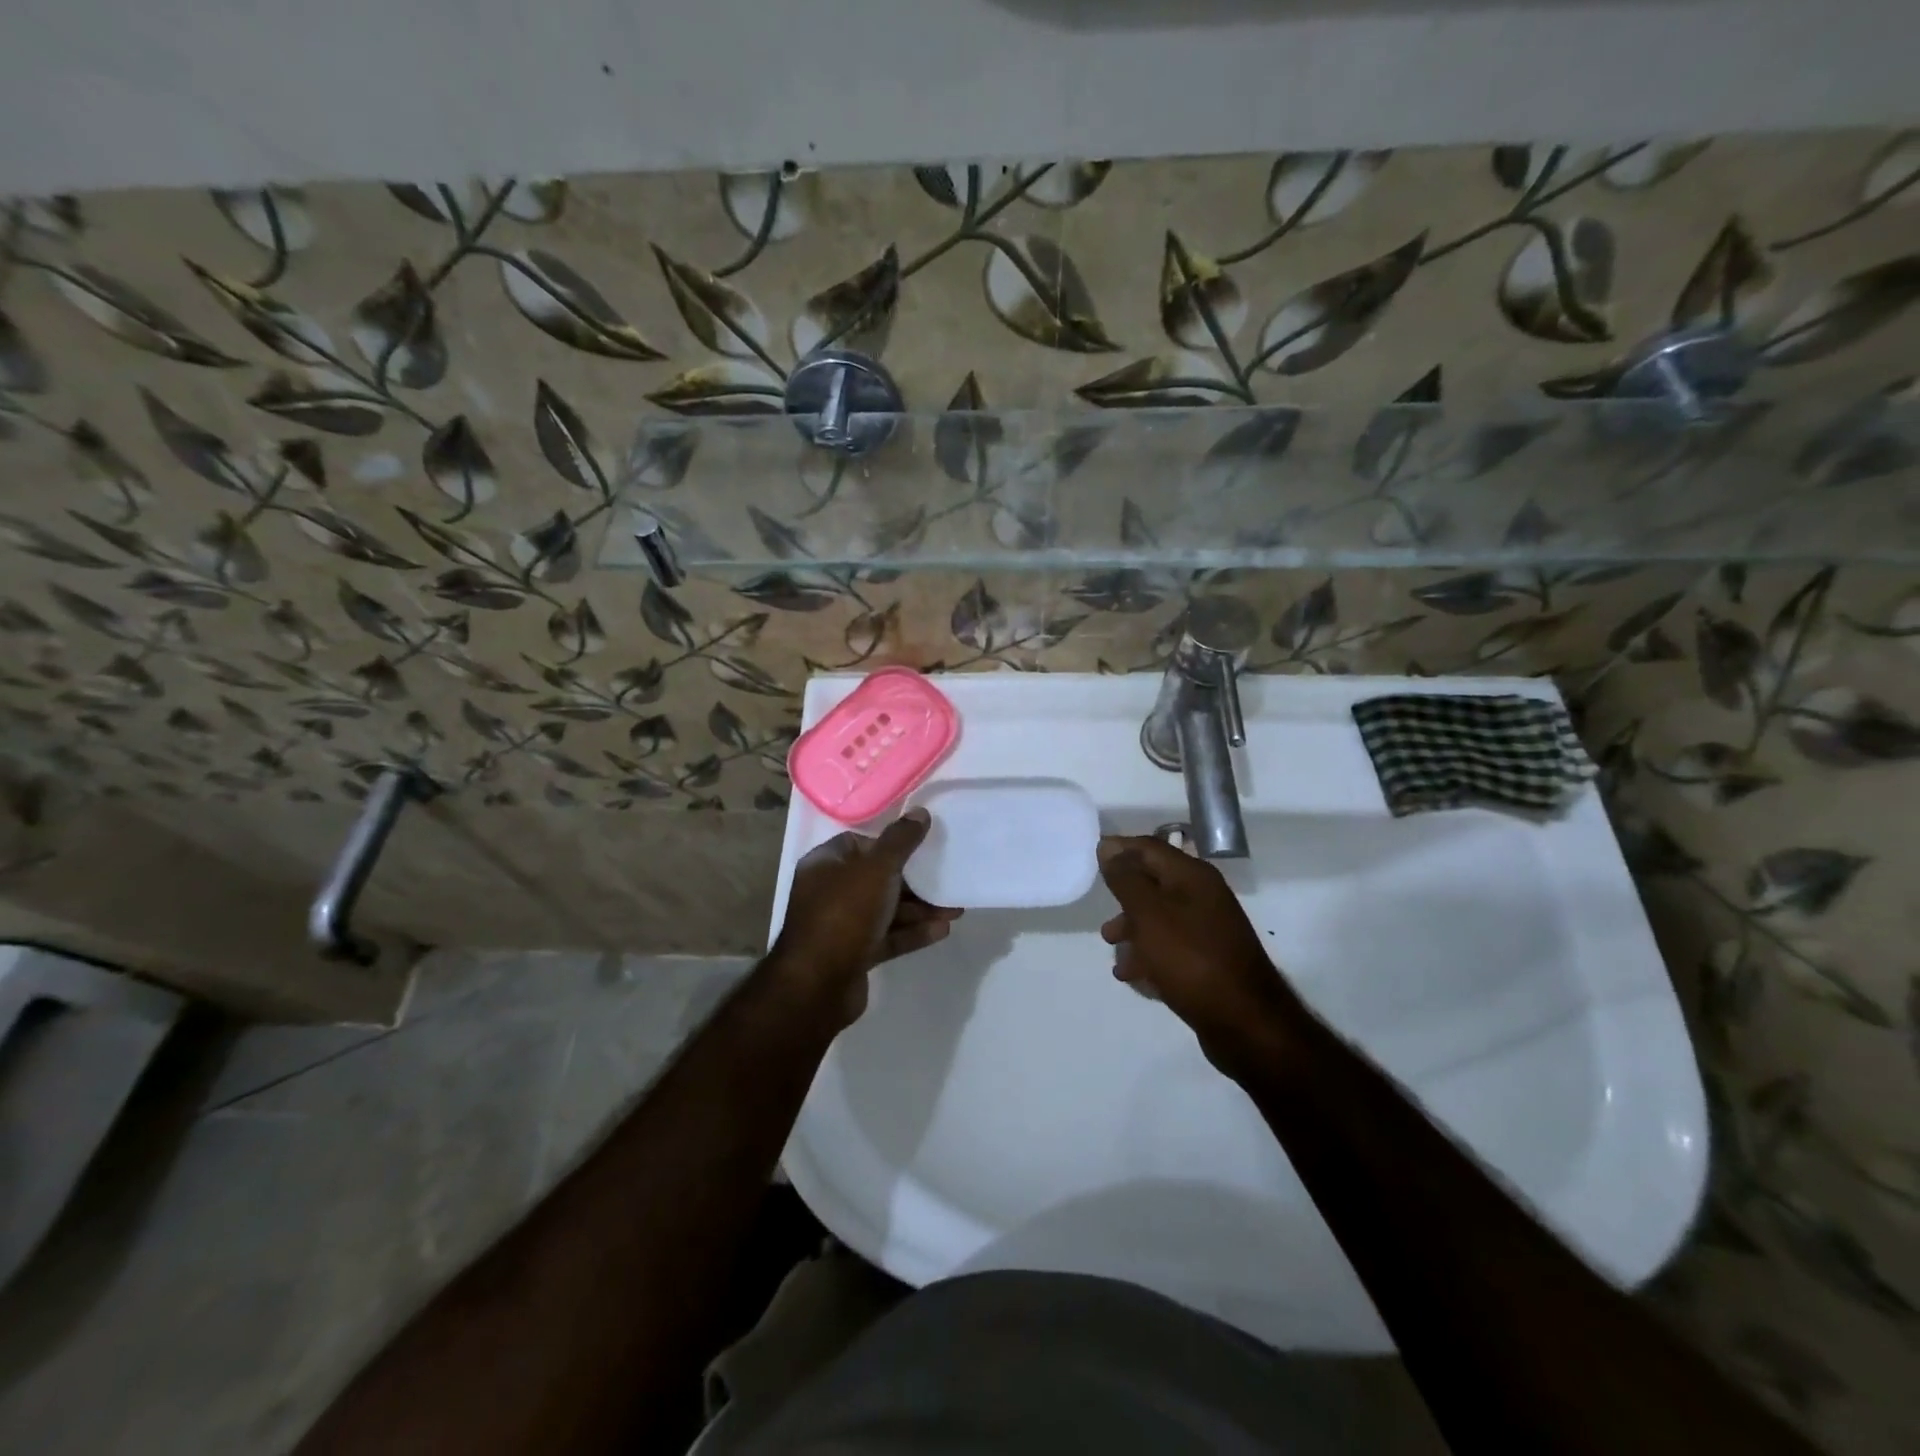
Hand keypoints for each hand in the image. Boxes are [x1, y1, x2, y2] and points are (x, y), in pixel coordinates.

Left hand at [772, 807, 961, 1022]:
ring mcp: (841, 926)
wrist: (818, 985)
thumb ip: (900, 841)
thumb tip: (920, 812)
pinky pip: (888, 936)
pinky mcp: (854, 954)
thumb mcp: (876, 869)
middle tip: (947, 877)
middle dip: (914, 880)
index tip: (921, 845)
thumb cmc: (844, 914)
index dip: (890, 842)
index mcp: (825, 865)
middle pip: (877, 878)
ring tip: (956, 908)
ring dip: (920, 908)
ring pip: (886, 909)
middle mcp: (829, 892)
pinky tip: (942, 930)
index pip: (859, 843)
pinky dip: (912, 932)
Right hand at [1097, 835, 1296, 1069]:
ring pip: (1160, 918)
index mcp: (1192, 876)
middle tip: (1099, 910)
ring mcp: (1208, 930)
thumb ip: (1126, 879)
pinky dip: (1148, 955)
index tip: (1090, 859)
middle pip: (1154, 883)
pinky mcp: (1208, 960)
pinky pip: (1170, 947)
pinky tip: (1132, 975)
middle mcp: (1203, 896)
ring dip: (1132, 929)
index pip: (1150, 848)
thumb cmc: (1190, 958)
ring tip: (1111, 948)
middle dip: (1124, 895)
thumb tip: (1109, 847)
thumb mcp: (1149, 914)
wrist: (1244, 1022)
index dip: (1119, 849)